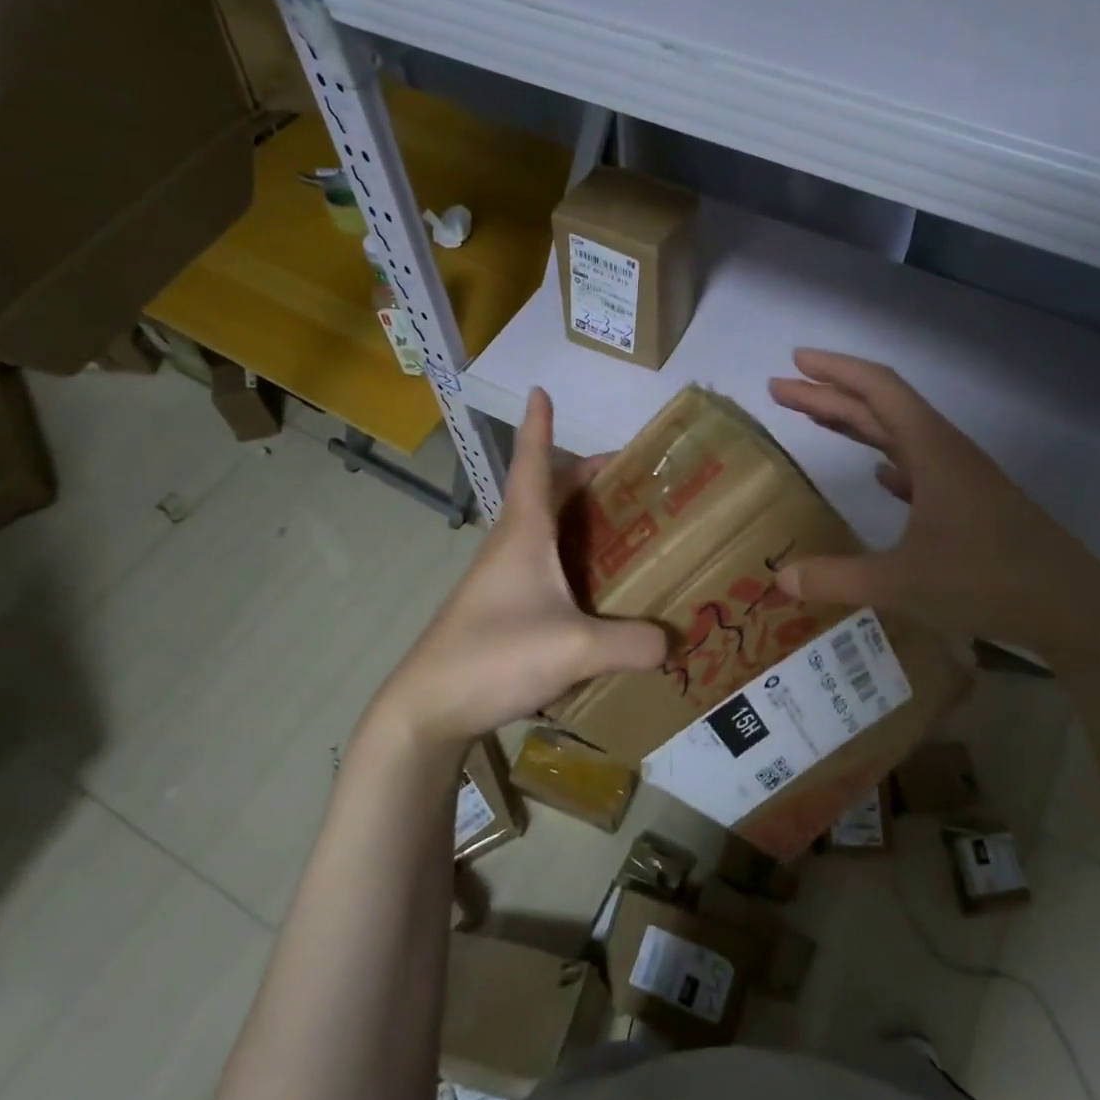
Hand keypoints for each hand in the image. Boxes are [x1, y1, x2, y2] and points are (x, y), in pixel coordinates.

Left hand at [365, 389, 666, 749]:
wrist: (427, 708)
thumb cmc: (494, 656)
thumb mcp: (575, 649)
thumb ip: (631, 643)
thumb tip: (672, 642)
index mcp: (524, 534)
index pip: (533, 465)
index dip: (539, 427)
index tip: (540, 391)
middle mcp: (510, 547)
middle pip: (546, 494)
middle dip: (582, 476)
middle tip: (629, 477)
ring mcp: (501, 580)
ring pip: (544, 532)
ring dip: (577, 519)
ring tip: (624, 528)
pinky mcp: (500, 610)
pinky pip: (543, 567)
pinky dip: (570, 559)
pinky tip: (596, 590)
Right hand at [768, 349, 1099, 664]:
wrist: (1072, 607)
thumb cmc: (988, 582)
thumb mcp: (902, 583)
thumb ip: (837, 579)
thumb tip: (780, 578)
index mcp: (932, 451)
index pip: (878, 390)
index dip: (835, 371)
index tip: (795, 362)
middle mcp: (946, 453)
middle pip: (882, 408)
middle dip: (830, 396)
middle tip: (782, 391)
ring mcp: (961, 478)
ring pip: (900, 436)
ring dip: (857, 425)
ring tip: (816, 419)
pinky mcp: (970, 503)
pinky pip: (919, 467)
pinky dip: (890, 461)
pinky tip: (878, 472)